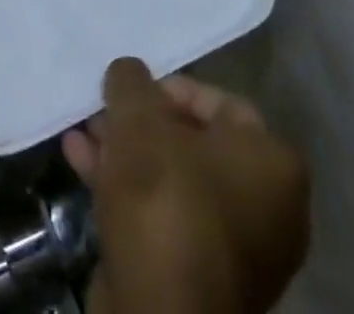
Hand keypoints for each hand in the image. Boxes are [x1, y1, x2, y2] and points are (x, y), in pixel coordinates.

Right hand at [63, 60, 308, 313]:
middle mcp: (269, 208)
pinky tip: (80, 161)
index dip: (169, 87)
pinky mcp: (200, 280)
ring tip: (84, 132)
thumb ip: (131, 81)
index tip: (131, 91)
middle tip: (103, 110)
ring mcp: (236, 250)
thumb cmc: (164, 198)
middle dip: (141, 123)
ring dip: (126, 151)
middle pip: (193, 141)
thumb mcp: (139, 117)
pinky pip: (163, 215)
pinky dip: (126, 187)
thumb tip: (128, 73)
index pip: (220, 101)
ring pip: (173, 179)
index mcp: (273, 164)